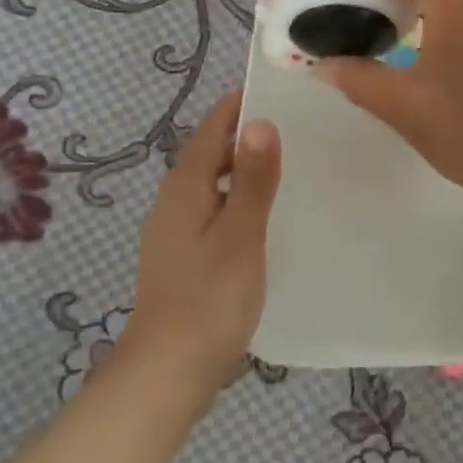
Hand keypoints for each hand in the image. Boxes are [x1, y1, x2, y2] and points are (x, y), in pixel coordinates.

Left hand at [120, 92, 281, 398]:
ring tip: (285, 167)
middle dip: (244, 136)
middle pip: (209, 153)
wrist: (168, 371)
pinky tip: (262, 217)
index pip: (212, 128)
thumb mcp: (241, 235)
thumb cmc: (209, 298)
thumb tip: (261, 121)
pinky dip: (236, 199)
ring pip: (211, 183)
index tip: (278, 92)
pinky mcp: (182, 255)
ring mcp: (174, 230)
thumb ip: (253, 179)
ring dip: (242, 168)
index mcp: (185, 187)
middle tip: (294, 128)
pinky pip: (212, 209)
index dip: (240, 106)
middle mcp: (173, 200)